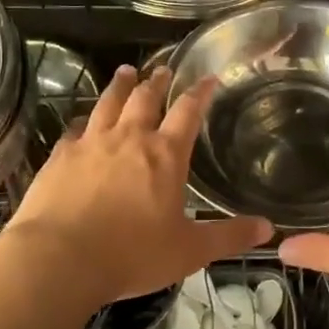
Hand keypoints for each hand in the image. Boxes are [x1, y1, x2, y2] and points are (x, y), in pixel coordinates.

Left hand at [2, 64, 271, 307]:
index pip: (188, 112)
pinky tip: (82, 121)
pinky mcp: (60, 156)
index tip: (208, 77)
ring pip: (109, 103)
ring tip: (126, 72)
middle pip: (145, 99)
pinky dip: (83, 120)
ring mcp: (91, 144)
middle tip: (162, 69)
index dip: (200, 92)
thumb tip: (268, 228)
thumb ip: (229, 237)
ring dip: (120, 86)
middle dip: (157, 82)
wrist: (59, 259)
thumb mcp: (189, 251)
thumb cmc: (132, 255)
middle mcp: (129, 139)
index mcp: (165, 155)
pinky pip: (75, 129)